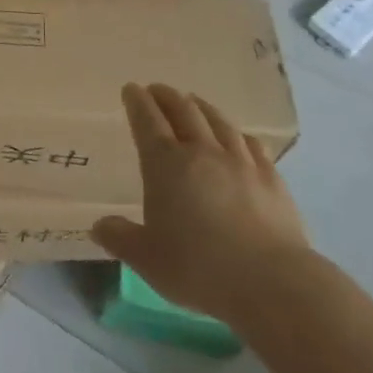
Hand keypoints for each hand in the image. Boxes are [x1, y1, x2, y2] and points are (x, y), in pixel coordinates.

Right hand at [93, 84, 311, 330]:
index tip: (130, 89)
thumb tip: (99, 226)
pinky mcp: (272, 179)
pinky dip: (237, 133)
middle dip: (166, 96)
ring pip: (218, 121)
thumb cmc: (199, 268)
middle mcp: (202, 152)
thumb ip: (120, 238)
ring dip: (200, 106)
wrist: (273, 284)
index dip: (137, 102)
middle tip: (156, 90)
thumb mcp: (146, 258)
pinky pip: (251, 144)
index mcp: (165, 164)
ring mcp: (241, 162)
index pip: (147, 120)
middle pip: (183, 111)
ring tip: (193, 101)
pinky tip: (238, 136)